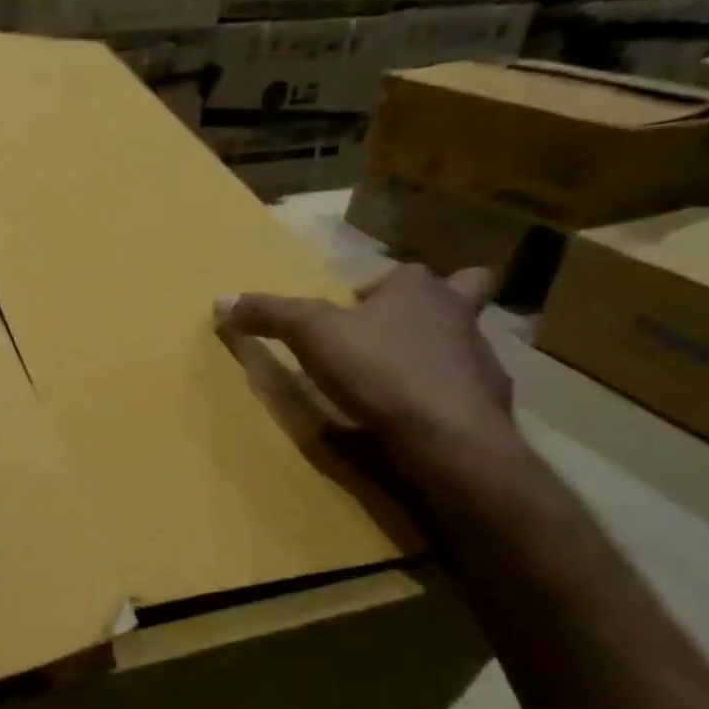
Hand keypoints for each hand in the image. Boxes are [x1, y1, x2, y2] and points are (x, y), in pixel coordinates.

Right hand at [213, 264, 512, 474]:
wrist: (447, 434)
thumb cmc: (379, 369)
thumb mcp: (311, 335)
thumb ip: (270, 315)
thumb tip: (220, 300)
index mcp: (417, 288)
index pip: (399, 274)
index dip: (374, 291)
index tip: (350, 315)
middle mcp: (458, 312)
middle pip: (460, 291)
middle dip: (439, 303)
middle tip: (399, 329)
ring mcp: (481, 355)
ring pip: (463, 339)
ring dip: (437, 350)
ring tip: (399, 377)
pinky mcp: (488, 399)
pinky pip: (464, 386)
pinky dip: (443, 394)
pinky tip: (415, 413)